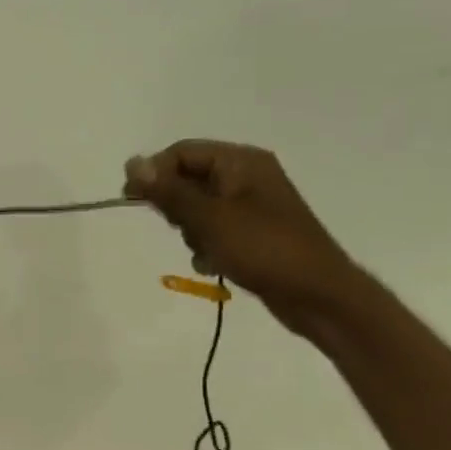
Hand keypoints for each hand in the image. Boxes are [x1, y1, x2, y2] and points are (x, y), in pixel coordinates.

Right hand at [124, 140, 355, 334]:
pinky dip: (205, 243)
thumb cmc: (263, 249)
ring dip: (189, 228)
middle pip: (188, 177)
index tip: (133, 200)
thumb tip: (132, 162)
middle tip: (179, 228)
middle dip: (175, 205)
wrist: (318, 296)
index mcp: (241, 161)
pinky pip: (214, 227)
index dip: (154, 173)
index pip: (181, 153)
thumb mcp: (208, 218)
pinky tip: (210, 262)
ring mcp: (251, 204)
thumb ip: (168, 190)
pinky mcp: (253, 230)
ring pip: (197, 205)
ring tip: (202, 249)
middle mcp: (247, 175)